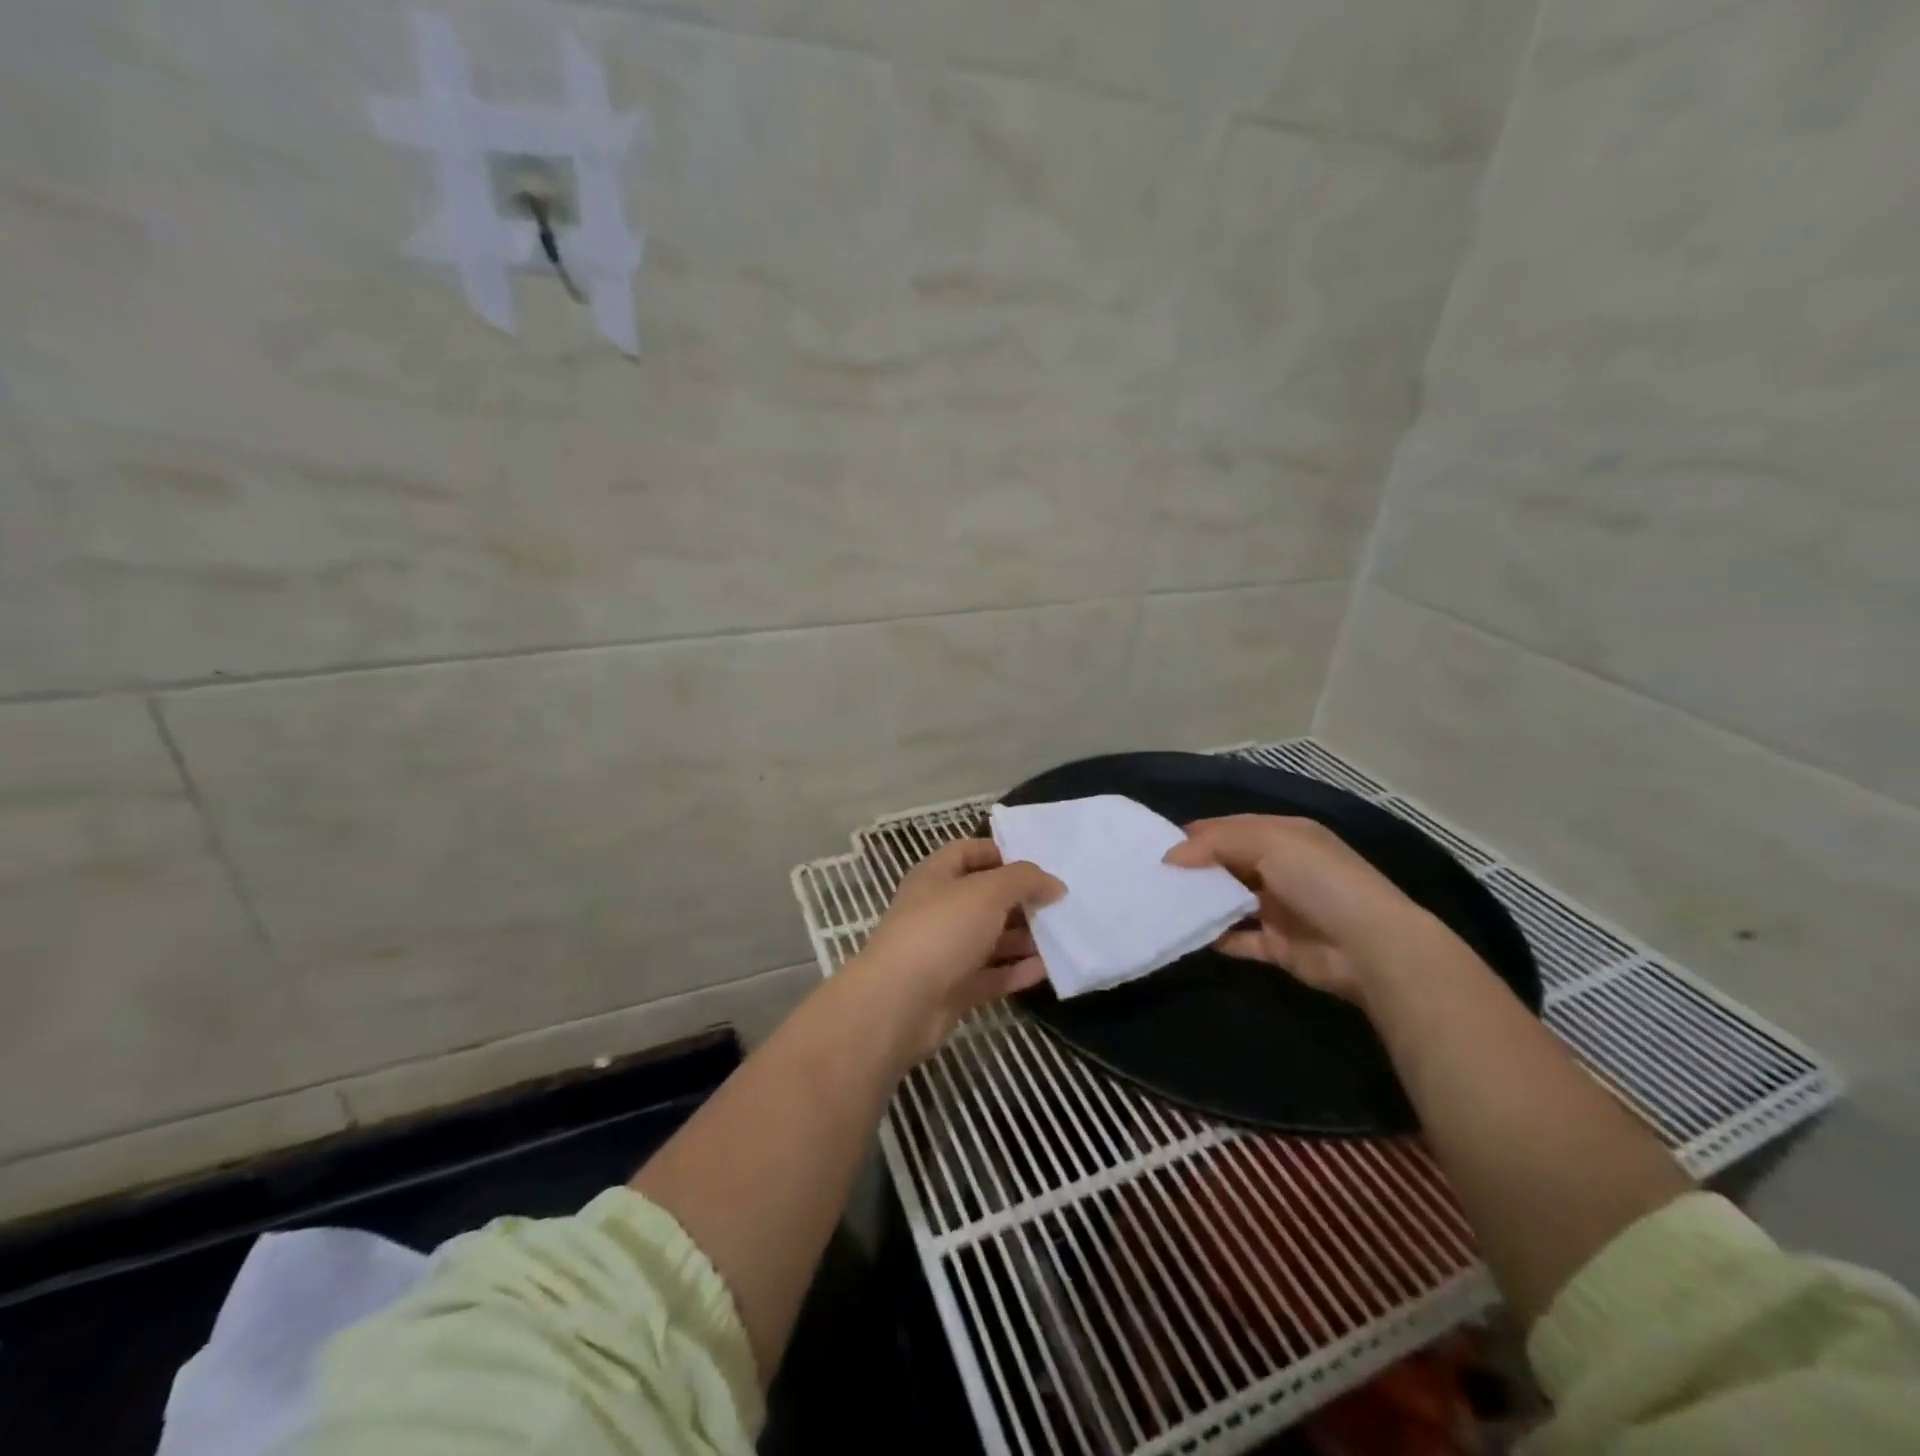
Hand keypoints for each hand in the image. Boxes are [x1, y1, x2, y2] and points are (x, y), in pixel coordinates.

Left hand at [848, 839, 1063, 1064]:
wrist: (899, 1003)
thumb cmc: (942, 930)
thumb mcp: (988, 891)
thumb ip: (1024, 880)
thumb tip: (1054, 883)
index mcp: (936, 876)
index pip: (968, 852)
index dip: (1001, 853)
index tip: (1039, 864)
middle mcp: (938, 909)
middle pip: (984, 897)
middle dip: (1020, 899)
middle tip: (1060, 903)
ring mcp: (944, 951)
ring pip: (990, 938)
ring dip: (1024, 937)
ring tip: (1062, 936)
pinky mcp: (953, 989)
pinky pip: (991, 975)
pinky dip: (1017, 971)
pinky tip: (1048, 969)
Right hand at [1165, 815, 1439, 1003]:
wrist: (1370, 947)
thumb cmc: (1318, 880)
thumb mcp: (1268, 842)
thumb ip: (1216, 843)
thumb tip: (1170, 857)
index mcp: (1285, 836)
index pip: (1232, 828)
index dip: (1197, 834)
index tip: (1158, 845)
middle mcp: (1282, 868)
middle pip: (1228, 863)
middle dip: (1194, 868)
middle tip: (1153, 875)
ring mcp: (1280, 908)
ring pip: (1230, 900)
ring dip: (1202, 901)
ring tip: (1161, 903)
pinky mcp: (1277, 945)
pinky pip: (1237, 939)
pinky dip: (1214, 937)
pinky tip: (1186, 933)